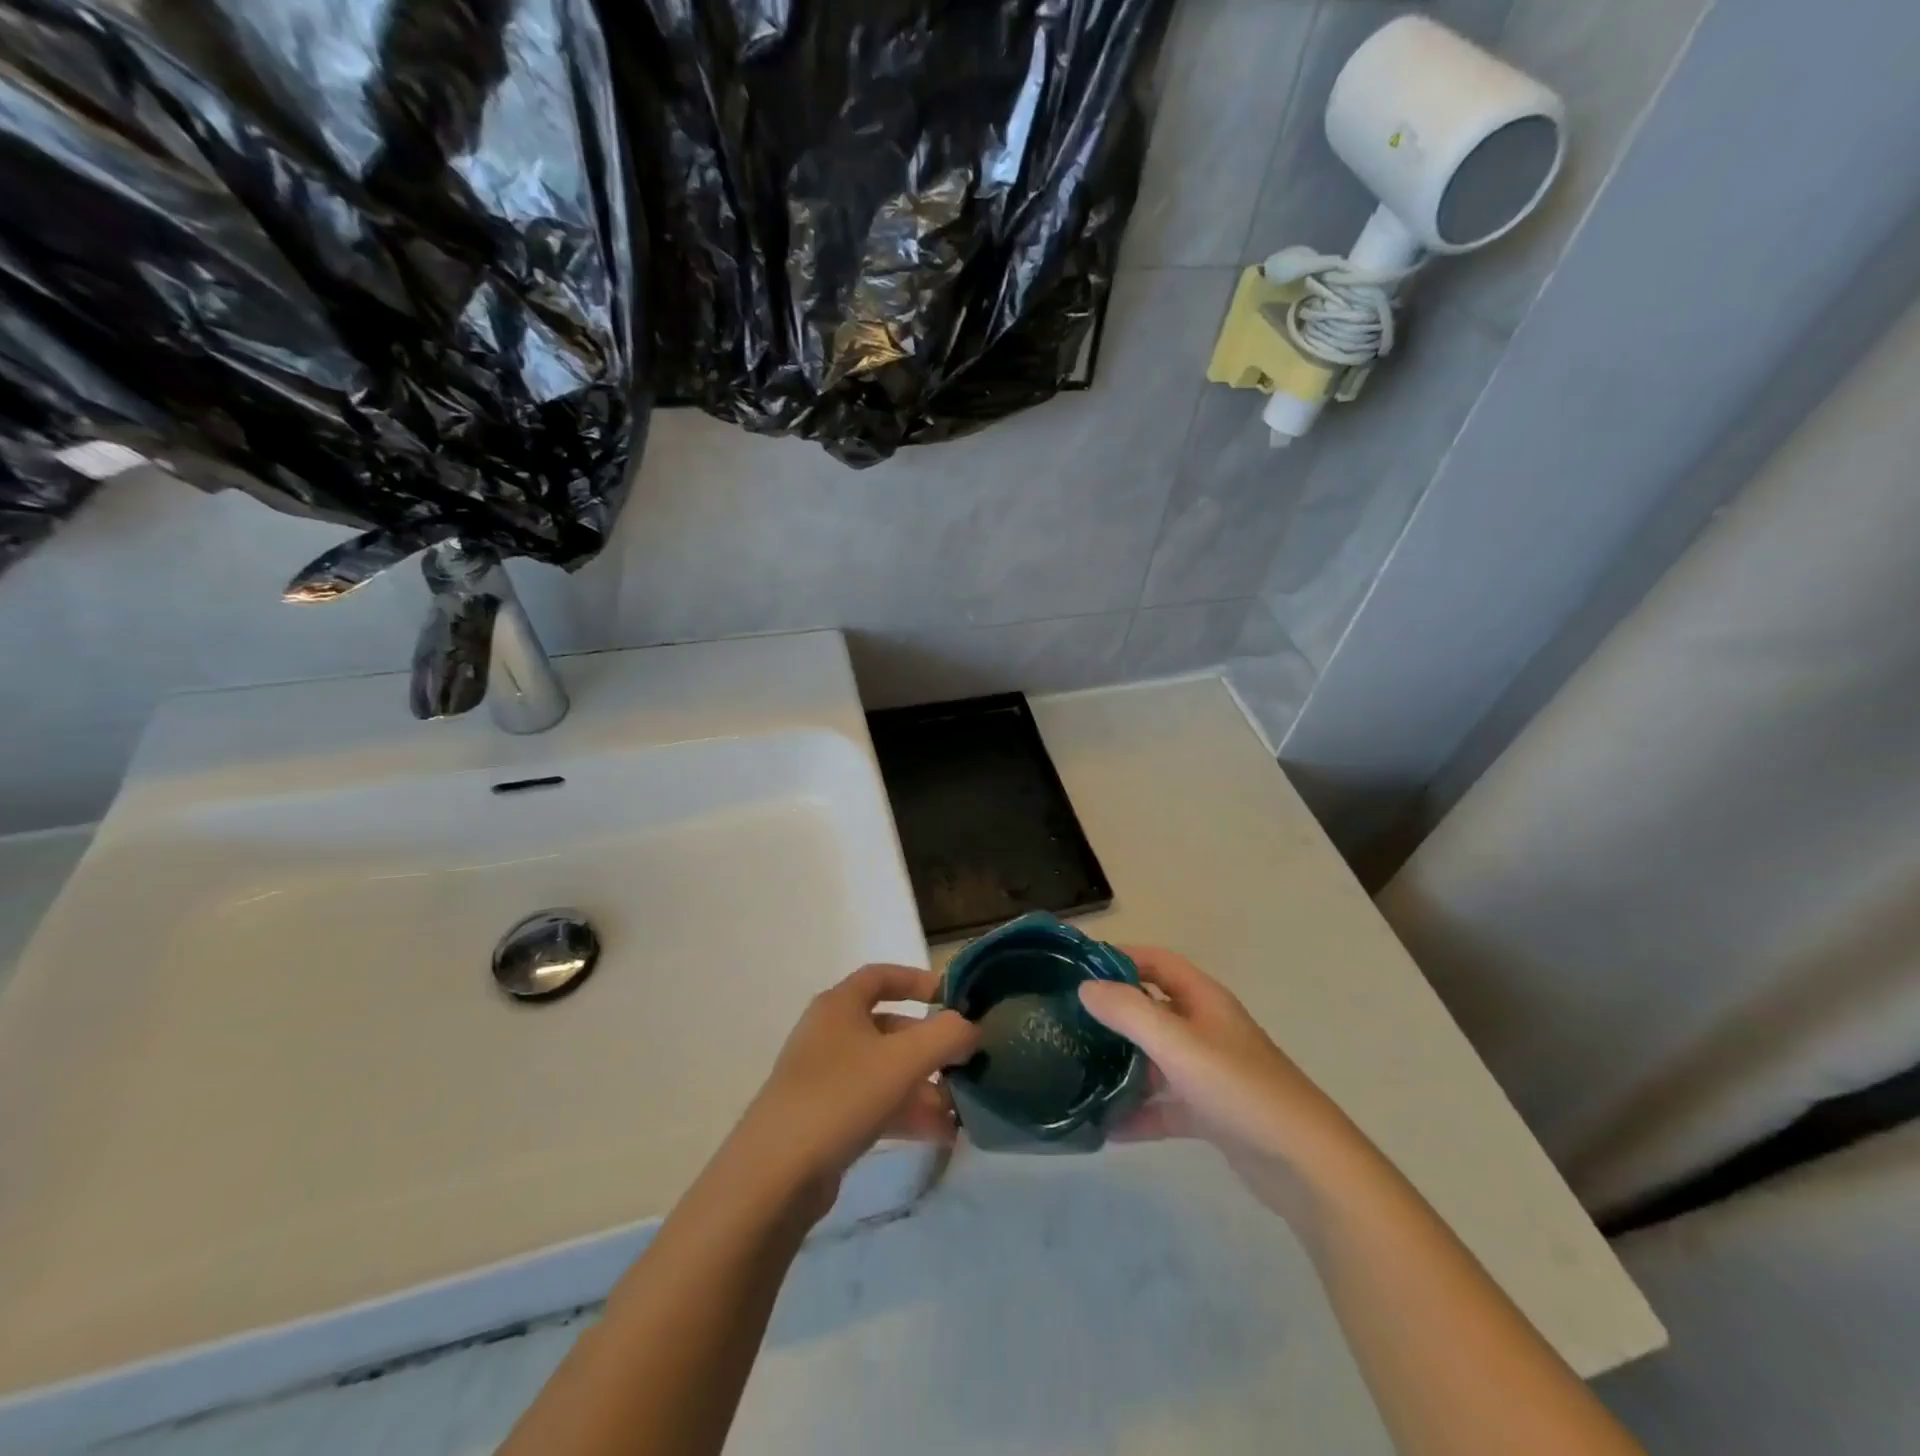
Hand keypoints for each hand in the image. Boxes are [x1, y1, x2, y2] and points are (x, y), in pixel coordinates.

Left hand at [727, 965, 979, 1217]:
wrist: (775, 1176)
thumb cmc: (841, 1096)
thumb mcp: (904, 1059)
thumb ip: (946, 1035)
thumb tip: (970, 1028)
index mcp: (840, 1005)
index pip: (882, 976)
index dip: (918, 981)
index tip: (953, 999)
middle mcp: (830, 1033)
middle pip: (889, 1028)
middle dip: (930, 1047)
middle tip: (965, 1066)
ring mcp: (824, 1078)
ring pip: (885, 1071)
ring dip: (924, 1086)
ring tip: (960, 1111)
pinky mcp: (824, 1119)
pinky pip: (874, 1104)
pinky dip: (906, 1113)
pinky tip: (940, 1135)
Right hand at [1078, 947, 1354, 1215]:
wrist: (1307, 1166)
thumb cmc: (1240, 1089)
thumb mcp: (1179, 1044)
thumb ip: (1129, 1012)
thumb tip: (1085, 987)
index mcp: (1204, 1000)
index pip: (1157, 961)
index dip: (1120, 957)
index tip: (1078, 968)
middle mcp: (1206, 1028)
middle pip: (1152, 1008)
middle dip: (1114, 1012)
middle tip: (1068, 1021)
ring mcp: (1209, 1072)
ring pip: (1156, 1058)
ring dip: (1123, 1064)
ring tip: (1079, 1071)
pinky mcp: (1211, 1113)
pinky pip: (1165, 1104)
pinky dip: (1140, 1113)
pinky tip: (1107, 1128)